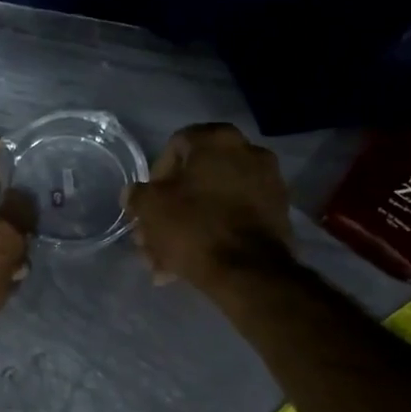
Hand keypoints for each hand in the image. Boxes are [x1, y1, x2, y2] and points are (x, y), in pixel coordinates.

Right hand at [124, 123, 293, 288]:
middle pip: (196, 179)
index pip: (175, 146)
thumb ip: (137, 195)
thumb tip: (133, 193)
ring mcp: (267, 184)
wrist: (248, 271)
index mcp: (217, 140)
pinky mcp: (276, 215)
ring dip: (187, 227)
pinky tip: (191, 263)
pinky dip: (213, 235)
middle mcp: (248, 152)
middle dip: (170, 209)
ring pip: (214, 203)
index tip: (147, 204)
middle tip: (152, 237)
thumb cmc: (194, 227)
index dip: (155, 176)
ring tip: (166, 261)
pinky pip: (234, 219)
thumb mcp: (151, 208)